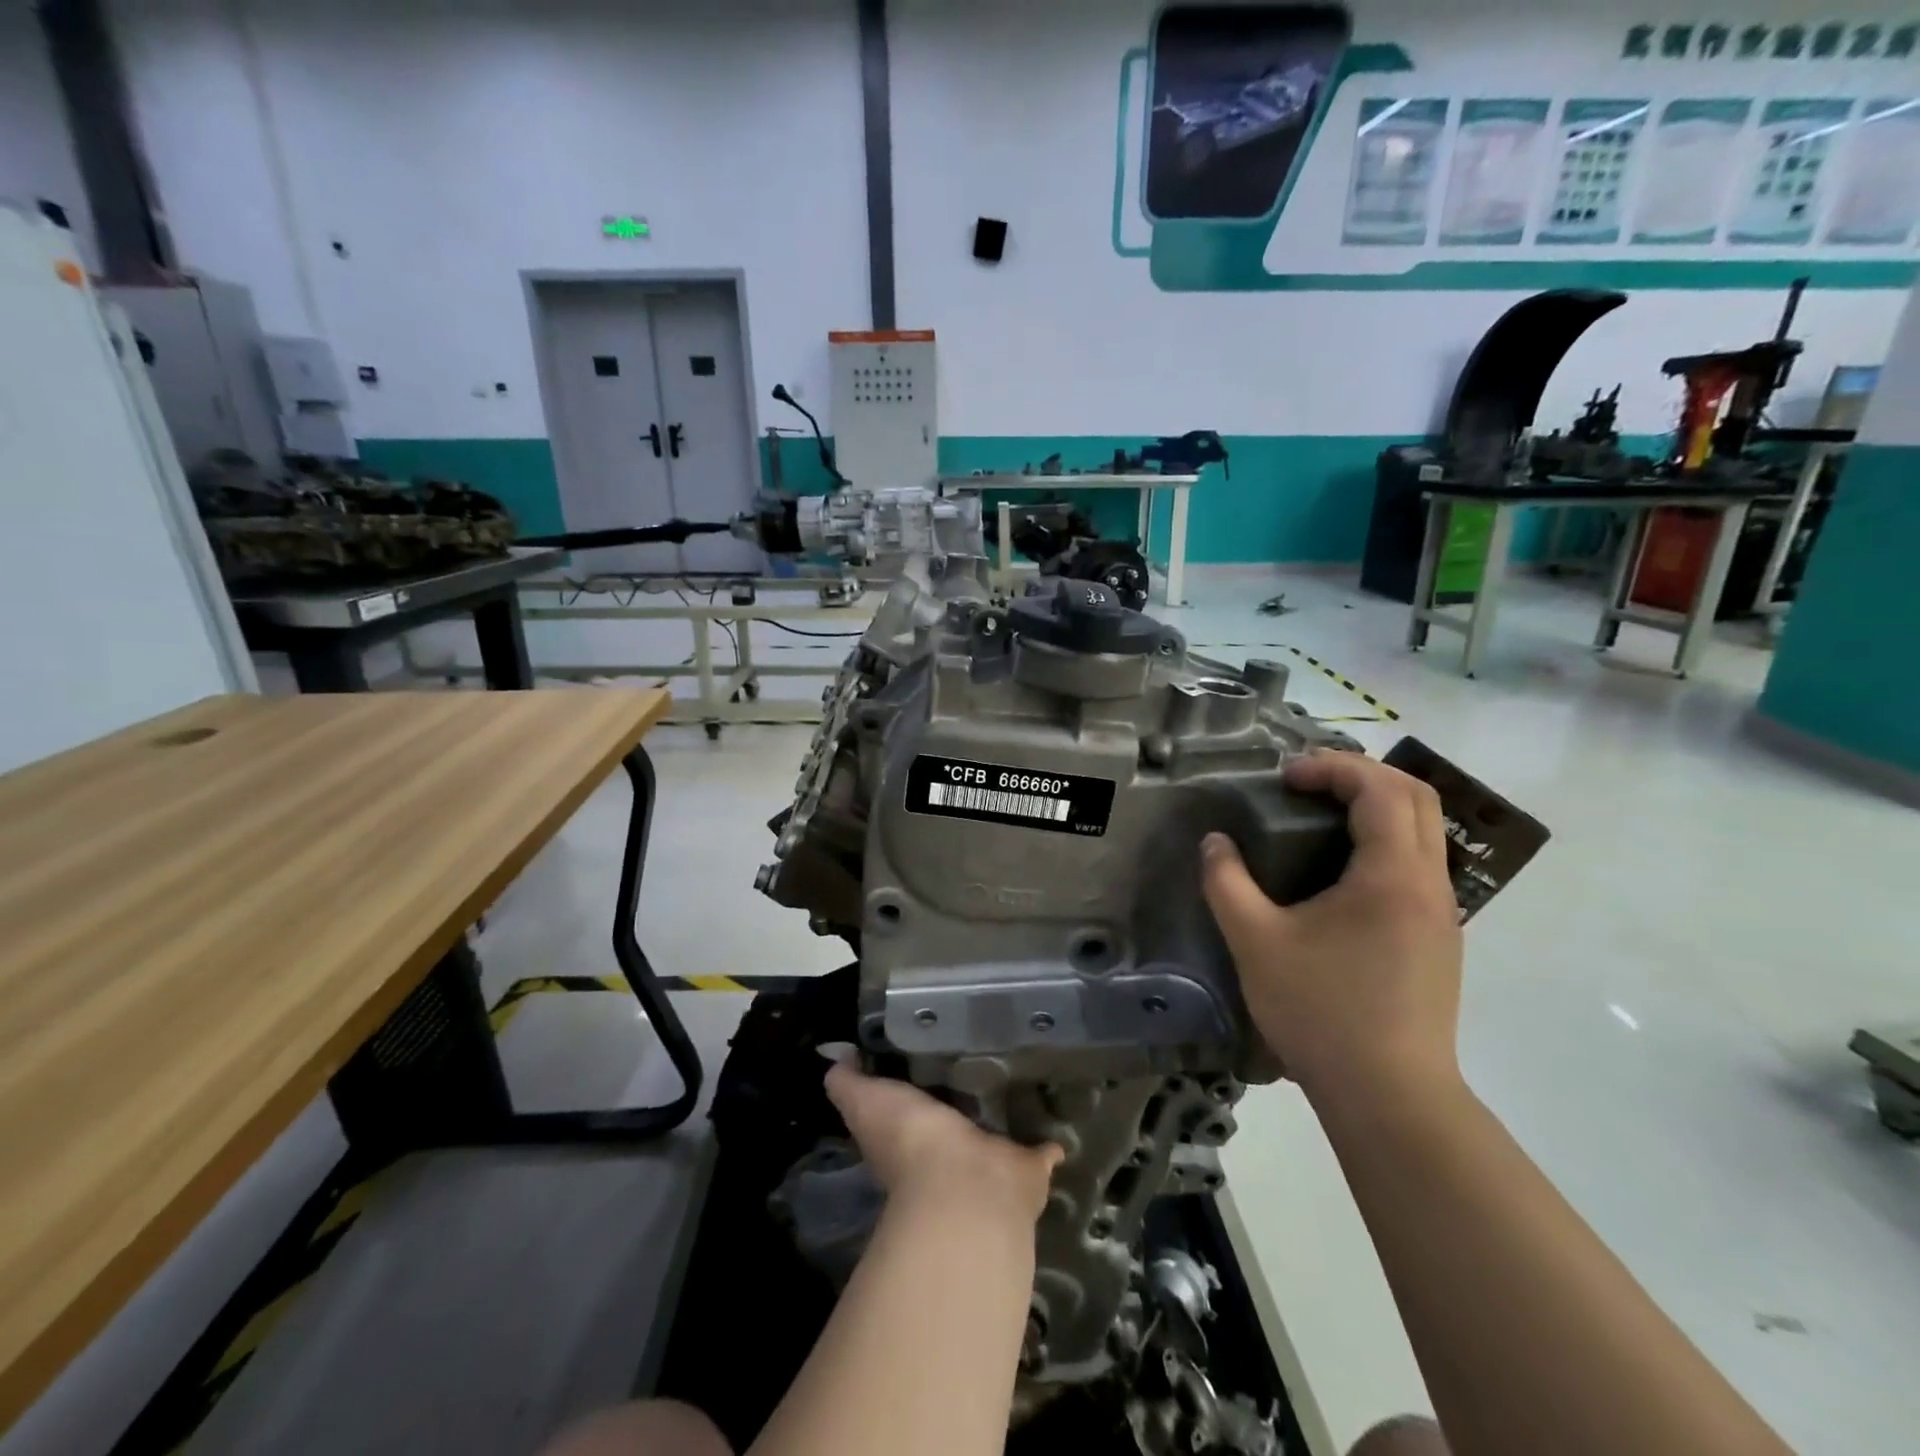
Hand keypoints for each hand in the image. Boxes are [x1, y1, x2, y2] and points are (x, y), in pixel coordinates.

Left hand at [824, 1061, 1062, 1221]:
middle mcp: (947, 1151)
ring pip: (996, 1132)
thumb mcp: (866, 1102)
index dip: (915, 1081)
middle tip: (983, 1049)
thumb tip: (834, 1055)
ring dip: (1005, 1114)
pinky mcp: (1026, 1167)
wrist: (964, 1190)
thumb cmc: (910, 1142)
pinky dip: (1049, 1141)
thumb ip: (849, 1081)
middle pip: (955, 1117)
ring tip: (1022, 1070)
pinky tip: (1057, 1114)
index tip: (930, 1043)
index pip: (910, 1104)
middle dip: (965, 1093)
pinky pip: (1040, 1150)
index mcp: (909, 1135)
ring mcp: (988, 1162)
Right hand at [1201, 750, 1463, 1106]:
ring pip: (1425, 831)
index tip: (1285, 777)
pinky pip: (1421, 864)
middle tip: (1308, 783)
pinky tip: (1342, 872)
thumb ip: (1227, 883)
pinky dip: (1385, 841)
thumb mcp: (1256, 942)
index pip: (1379, 789)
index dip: (1333, 768)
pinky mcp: (1439, 940)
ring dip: (1378, 806)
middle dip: (1362, 774)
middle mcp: (1430, 884)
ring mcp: (1443, 914)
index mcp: (1392, 875)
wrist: (1390, 1097)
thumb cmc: (1322, 1012)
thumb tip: (1215, 844)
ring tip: (1322, 817)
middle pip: (1417, 797)